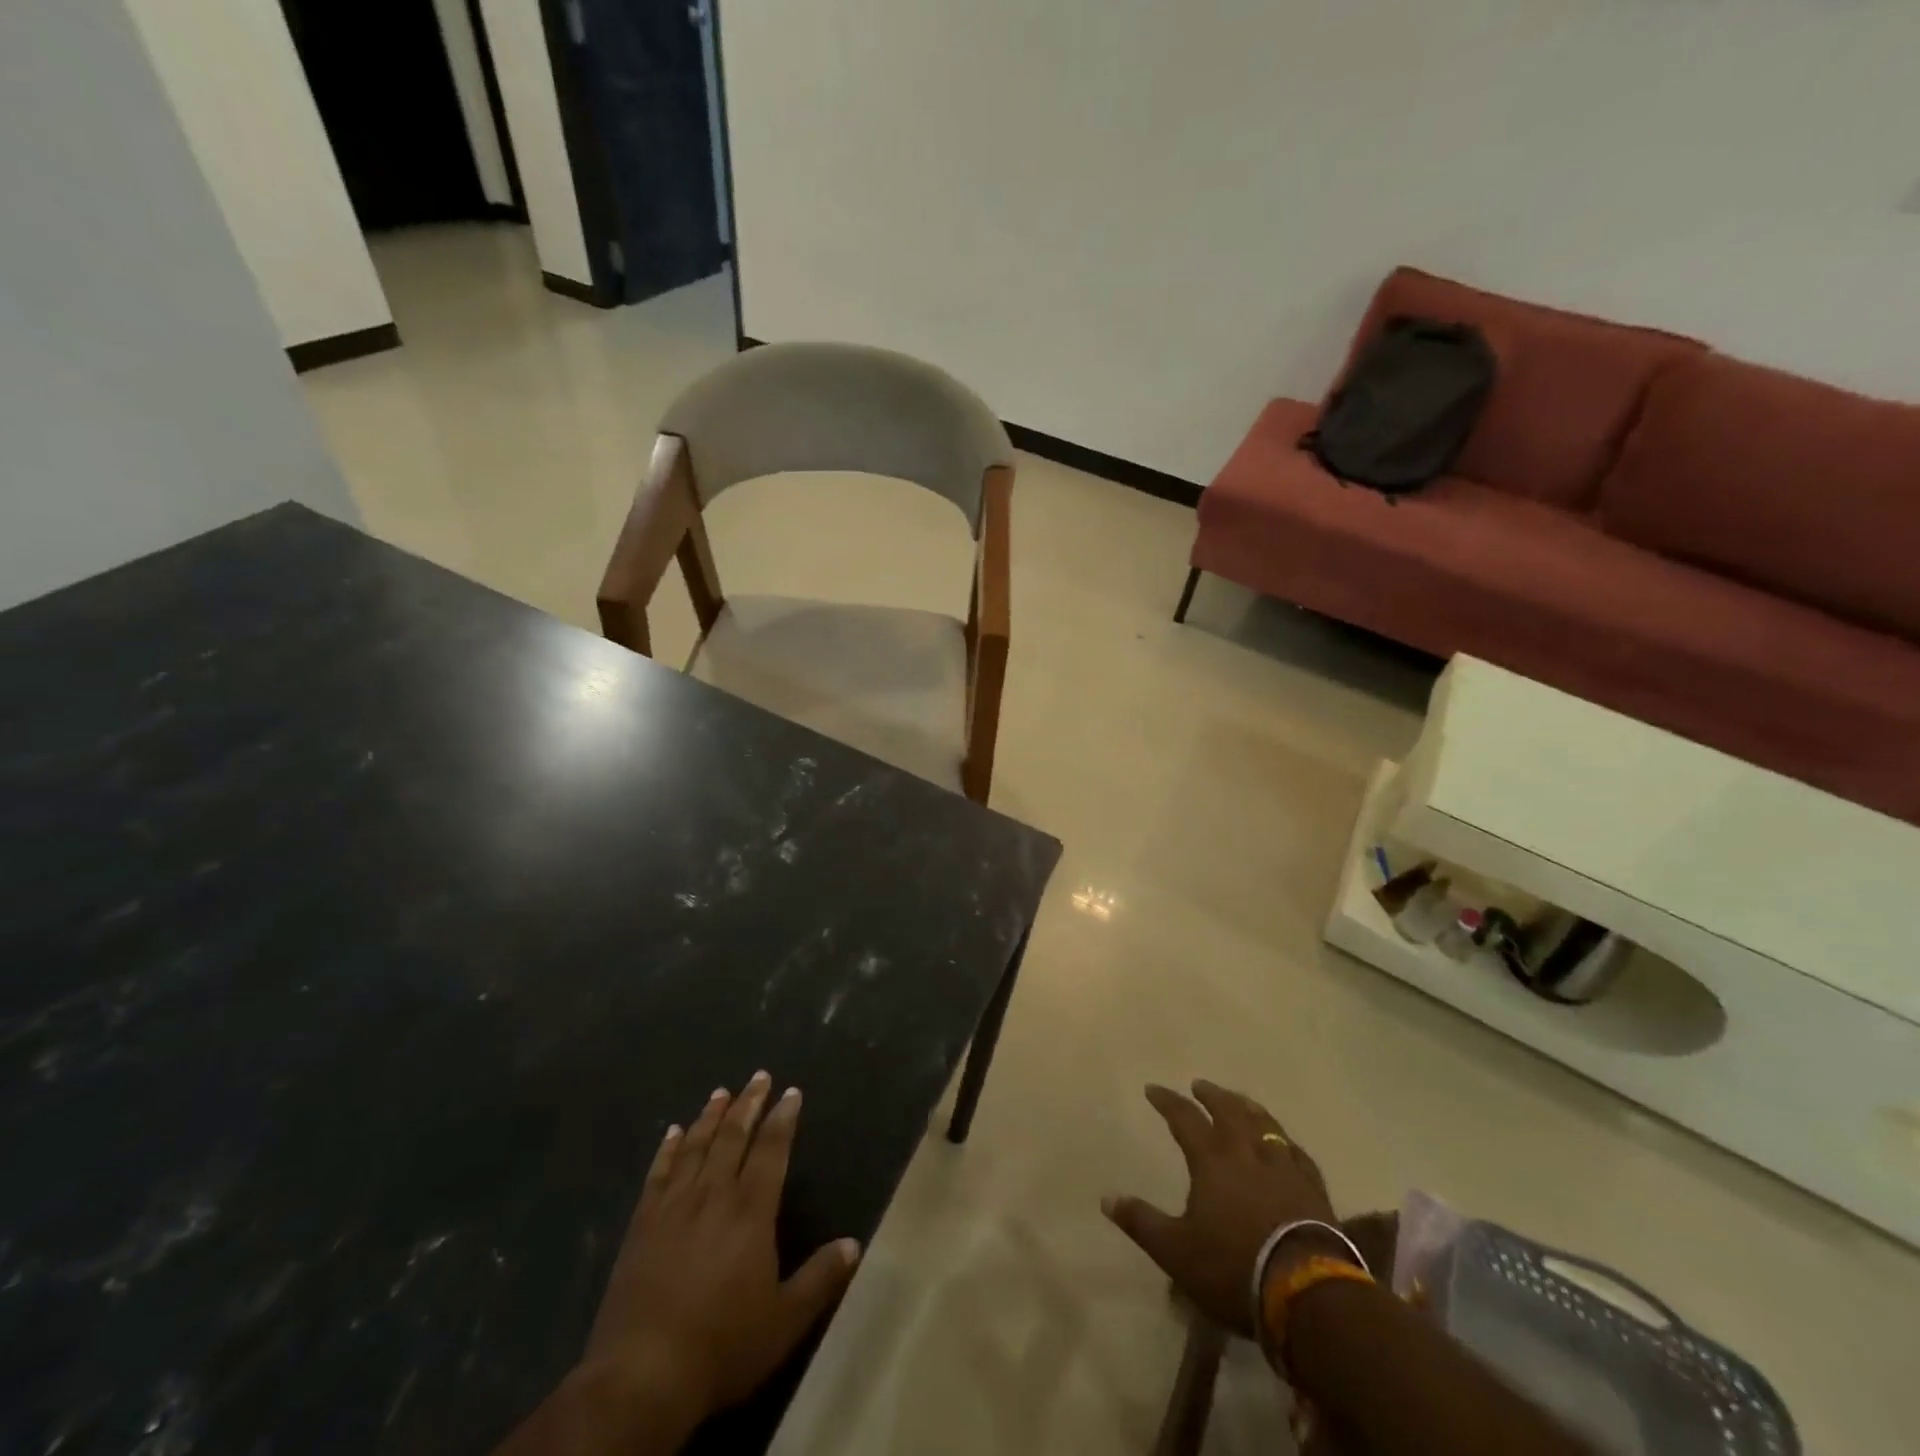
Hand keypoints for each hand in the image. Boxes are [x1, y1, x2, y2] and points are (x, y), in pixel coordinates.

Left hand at [579, 1072, 861, 1435]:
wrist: (642, 1375)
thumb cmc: (722, 1345)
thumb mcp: (784, 1320)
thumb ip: (820, 1278)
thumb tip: (854, 1244)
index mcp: (751, 1210)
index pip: (771, 1150)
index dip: (783, 1118)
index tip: (791, 1092)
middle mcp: (713, 1194)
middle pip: (734, 1136)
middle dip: (749, 1103)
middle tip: (759, 1076)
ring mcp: (674, 1206)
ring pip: (696, 1146)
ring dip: (710, 1116)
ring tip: (721, 1092)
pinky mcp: (642, 1224)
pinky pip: (658, 1173)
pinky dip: (667, 1149)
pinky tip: (672, 1132)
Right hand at [1103, 1081, 1338, 1336]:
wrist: (1307, 1292)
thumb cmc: (1233, 1267)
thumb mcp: (1176, 1251)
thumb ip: (1142, 1222)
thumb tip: (1106, 1198)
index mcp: (1212, 1160)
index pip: (1184, 1118)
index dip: (1167, 1101)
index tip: (1153, 1089)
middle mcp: (1247, 1152)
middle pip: (1228, 1110)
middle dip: (1211, 1095)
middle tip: (1200, 1085)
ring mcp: (1284, 1167)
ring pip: (1264, 1123)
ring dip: (1248, 1107)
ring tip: (1240, 1100)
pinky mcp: (1313, 1188)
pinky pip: (1297, 1152)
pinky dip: (1285, 1140)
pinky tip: (1286, 1142)